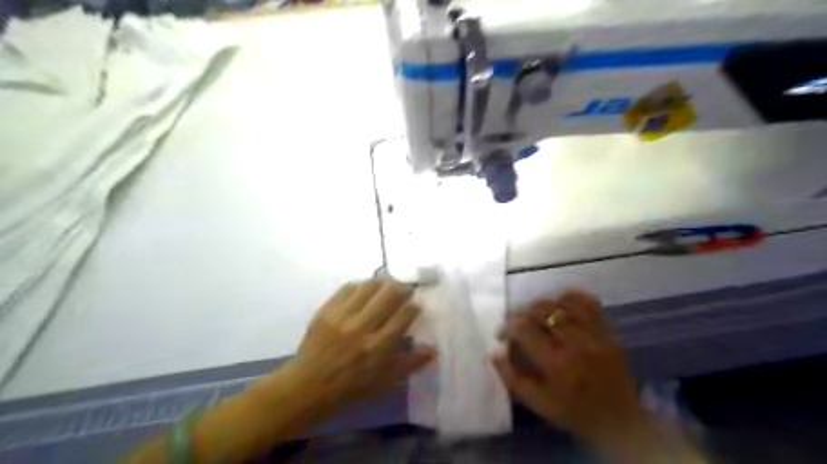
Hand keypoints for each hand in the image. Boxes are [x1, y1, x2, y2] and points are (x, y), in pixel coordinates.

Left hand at [274, 280, 434, 412]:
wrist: (308, 385)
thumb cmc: (351, 386)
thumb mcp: (384, 381)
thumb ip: (410, 363)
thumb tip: (433, 349)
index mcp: (378, 347)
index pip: (404, 314)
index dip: (414, 306)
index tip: (415, 306)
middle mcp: (362, 327)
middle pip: (390, 294)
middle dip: (402, 289)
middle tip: (404, 292)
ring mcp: (342, 316)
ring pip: (370, 286)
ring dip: (383, 284)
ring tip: (386, 289)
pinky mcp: (327, 310)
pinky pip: (348, 287)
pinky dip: (361, 286)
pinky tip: (365, 291)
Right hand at [490, 290, 644, 444]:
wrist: (620, 422)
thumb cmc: (574, 413)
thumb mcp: (538, 404)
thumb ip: (512, 378)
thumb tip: (494, 352)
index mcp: (556, 363)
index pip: (524, 330)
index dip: (508, 327)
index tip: (502, 334)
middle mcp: (575, 343)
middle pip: (542, 312)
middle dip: (522, 313)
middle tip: (516, 323)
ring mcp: (594, 335)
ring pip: (562, 304)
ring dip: (542, 303)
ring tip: (533, 312)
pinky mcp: (607, 332)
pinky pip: (588, 304)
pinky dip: (572, 297)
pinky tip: (560, 301)